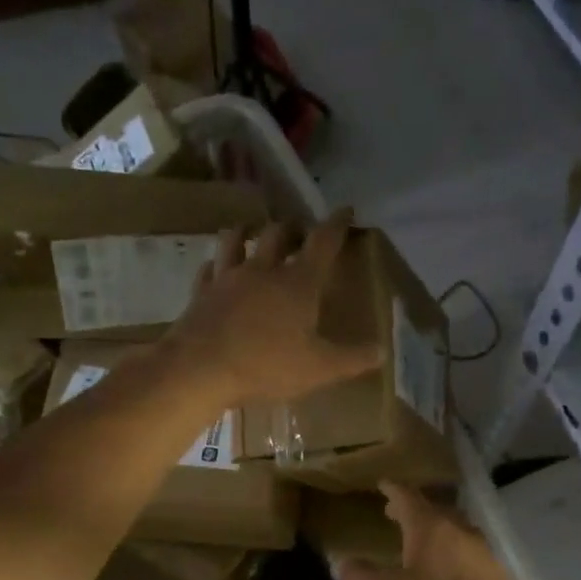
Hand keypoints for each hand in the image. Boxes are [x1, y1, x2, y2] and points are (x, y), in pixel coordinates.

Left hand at [164, 210, 379, 406]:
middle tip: (299, 232)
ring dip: (248, 232)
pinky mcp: (201, 293)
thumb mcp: (318, 369)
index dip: (337, 223)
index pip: (323, 241)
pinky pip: (209, 269)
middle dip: (292, 228)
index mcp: (298, 283)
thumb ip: (352, 359)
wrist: (199, 369)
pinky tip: (216, 269)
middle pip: (279, 233)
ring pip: (236, 240)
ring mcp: (227, 278)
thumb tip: (382, 351)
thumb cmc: (265, 366)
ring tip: (253, 234)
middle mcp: (263, 270)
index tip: (345, 210)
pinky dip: (217, 265)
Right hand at [330, 482, 574, 579]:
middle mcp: (461, 532)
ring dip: (434, 534)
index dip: (393, 490)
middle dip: (413, 511)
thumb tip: (341, 562)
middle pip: (435, 511)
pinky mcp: (499, 578)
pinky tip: (445, 578)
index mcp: (431, 528)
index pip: (408, 497)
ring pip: (455, 533)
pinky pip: (468, 556)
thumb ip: (363, 578)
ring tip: (417, 546)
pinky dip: (451, 556)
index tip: (383, 483)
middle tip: (393, 514)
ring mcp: (484, 554)